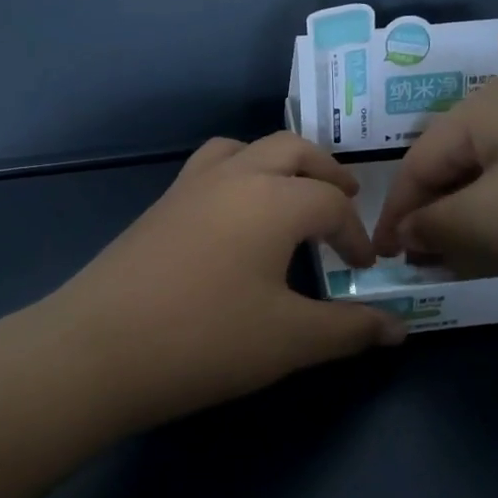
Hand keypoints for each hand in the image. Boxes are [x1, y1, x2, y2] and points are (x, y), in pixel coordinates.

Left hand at [42, 132, 407, 432]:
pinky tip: (235, 220)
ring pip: (244, 148)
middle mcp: (233, 176)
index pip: (331, 203)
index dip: (356, 234)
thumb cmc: (205, 340)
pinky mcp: (159, 205)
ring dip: (277, 163)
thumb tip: (399, 330)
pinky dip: (239, 175)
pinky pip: (211, 168)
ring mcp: (189, 186)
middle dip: (325, 172)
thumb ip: (349, 329)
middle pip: (291, 150)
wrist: (97, 349)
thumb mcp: (289, 340)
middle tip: (345, 199)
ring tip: (291, 195)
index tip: (364, 269)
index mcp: (273, 199)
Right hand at [371, 78, 497, 278]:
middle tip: (425, 264)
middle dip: (435, 219)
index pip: (416, 165)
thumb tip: (407, 232)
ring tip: (464, 261)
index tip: (384, 257)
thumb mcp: (490, 221)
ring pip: (490, 177)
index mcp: (478, 110)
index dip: (396, 214)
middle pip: (453, 167)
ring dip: (471, 220)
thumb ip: (434, 227)